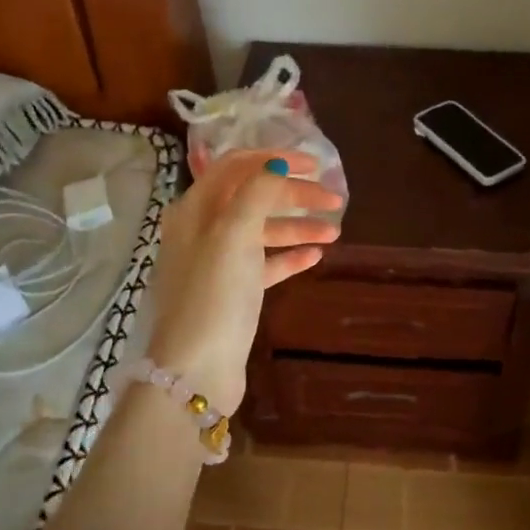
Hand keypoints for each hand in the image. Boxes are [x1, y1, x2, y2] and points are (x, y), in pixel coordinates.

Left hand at [147, 149, 342, 412]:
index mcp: (195, 208)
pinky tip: (315, 255)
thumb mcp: (234, 234)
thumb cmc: (214, 293)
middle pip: (254, 198)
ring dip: (297, 227)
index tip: (314, 165)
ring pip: (262, 231)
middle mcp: (203, 229)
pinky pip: (264, 263)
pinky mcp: (232, 291)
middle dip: (294, 195)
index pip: (236, 166)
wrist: (196, 369)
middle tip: (335, 200)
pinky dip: (289, 256)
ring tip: (334, 232)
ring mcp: (217, 262)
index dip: (275, 159)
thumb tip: (276, 163)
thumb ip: (257, 192)